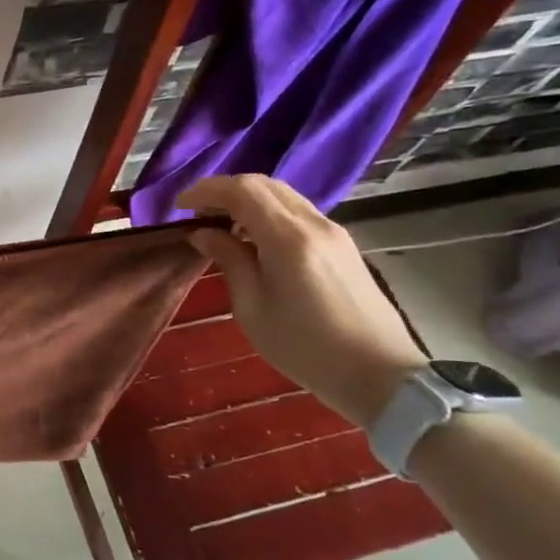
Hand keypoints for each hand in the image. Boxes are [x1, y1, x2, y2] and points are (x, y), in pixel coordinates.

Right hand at [179, 175, 425, 427]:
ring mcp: (333, 232)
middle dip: (223, 190)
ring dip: (246, 199)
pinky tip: (252, 238)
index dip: (206, 191)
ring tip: (220, 225)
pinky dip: (267, 212)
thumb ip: (229, 261)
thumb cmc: (306, 349)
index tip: (178, 208)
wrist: (381, 375)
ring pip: (282, 195)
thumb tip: (203, 233)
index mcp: (289, 239)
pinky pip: (297, 212)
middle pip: (264, 184)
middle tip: (196, 214)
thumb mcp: (252, 308)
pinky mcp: (342, 245)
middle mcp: (314, 224)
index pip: (242, 190)